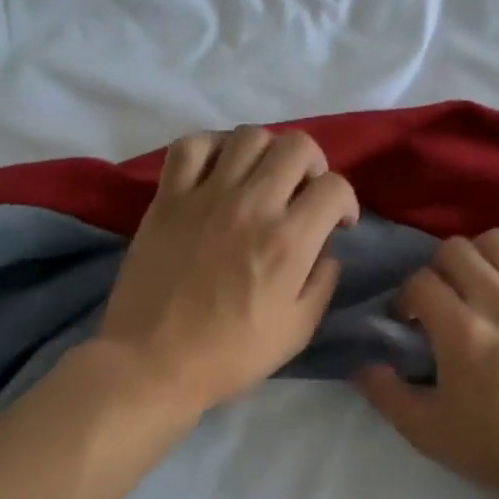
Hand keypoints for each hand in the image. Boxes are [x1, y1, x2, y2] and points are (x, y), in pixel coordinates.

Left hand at [97, 126, 359, 416]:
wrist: (153, 362)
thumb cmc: (229, 355)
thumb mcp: (296, 331)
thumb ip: (322, 283)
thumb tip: (326, 251)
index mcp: (288, 242)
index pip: (334, 188)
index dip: (346, 201)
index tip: (338, 222)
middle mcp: (251, 205)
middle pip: (297, 147)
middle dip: (314, 166)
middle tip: (304, 193)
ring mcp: (205, 196)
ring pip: (249, 135)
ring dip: (268, 151)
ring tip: (262, 178)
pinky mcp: (168, 198)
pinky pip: (191, 145)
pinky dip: (212, 147)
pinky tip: (218, 169)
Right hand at [357, 201, 498, 498]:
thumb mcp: (430, 434)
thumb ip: (388, 396)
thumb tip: (361, 366)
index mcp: (461, 333)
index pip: (419, 284)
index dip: (405, 298)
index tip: (409, 321)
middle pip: (455, 252)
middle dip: (437, 271)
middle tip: (442, 299)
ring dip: (478, 252)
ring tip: (477, 276)